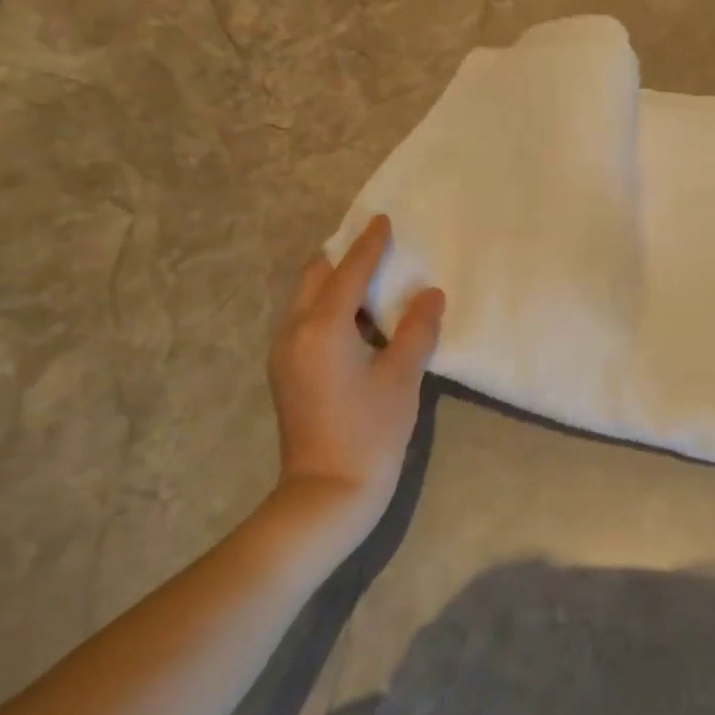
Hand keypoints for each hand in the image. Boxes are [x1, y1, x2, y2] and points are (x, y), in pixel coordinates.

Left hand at [267, 215, 445, 526]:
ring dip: (333, 281)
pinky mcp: (286, 371)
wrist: (326, 494)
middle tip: (374, 244)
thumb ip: (416, 329)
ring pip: (304, 298)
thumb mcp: (401, 378)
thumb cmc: (369, 433)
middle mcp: (293, 331)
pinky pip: (303, 318)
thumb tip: (430, 294)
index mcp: (322, 327)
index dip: (369, 245)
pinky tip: (354, 316)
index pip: (348, 272)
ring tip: (367, 275)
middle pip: (314, 276)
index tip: (382, 219)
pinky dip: (326, 305)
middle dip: (342, 256)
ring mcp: (284, 352)